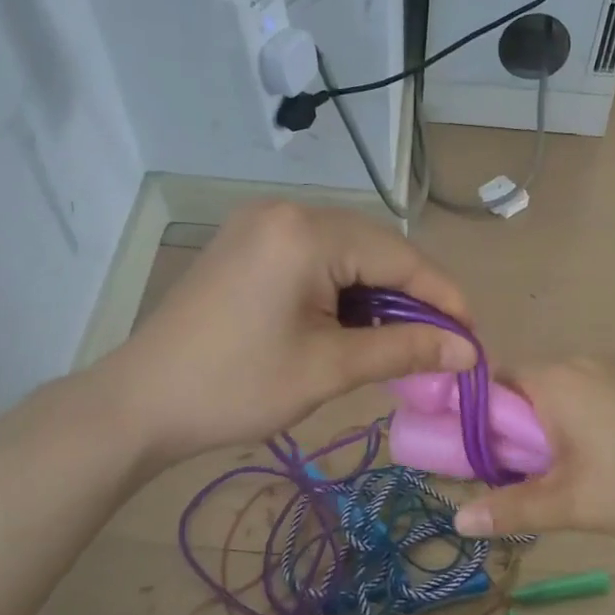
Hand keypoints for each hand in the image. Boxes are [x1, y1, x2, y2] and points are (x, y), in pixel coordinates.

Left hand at [106, 201, 476, 465]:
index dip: (444, 298)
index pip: (400, 257)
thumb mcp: (329, 369)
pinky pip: (315, 258)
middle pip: (376, 248)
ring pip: (347, 253)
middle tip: (438, 346)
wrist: (142, 403)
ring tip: (398, 342)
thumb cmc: (237, 387)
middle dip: (412, 297)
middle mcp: (286, 211)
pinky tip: (352, 325)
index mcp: (307, 232)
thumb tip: (469, 351)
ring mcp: (261, 224)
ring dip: (377, 295)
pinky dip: (343, 291)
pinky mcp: (248, 244)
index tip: (473, 339)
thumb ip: (404, 350)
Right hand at [453, 360, 614, 536]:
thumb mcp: (573, 502)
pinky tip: (590, 471)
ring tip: (545, 484)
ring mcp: (610, 376)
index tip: (457, 457)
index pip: (483, 383)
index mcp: (549, 380)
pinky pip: (582, 407)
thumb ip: (512, 509)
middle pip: (516, 394)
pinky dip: (569, 434)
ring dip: (538, 438)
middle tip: (501, 482)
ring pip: (551, 403)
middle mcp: (575, 366)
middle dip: (502, 436)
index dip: (462, 418)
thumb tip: (458, 518)